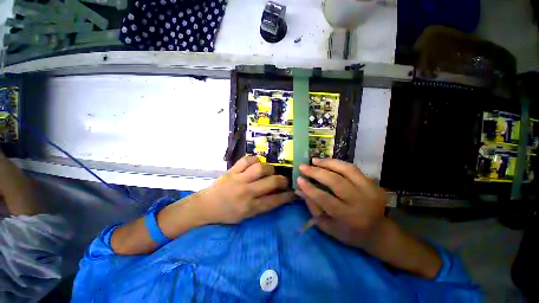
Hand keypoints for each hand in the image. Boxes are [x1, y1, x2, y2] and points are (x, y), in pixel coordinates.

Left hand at [196, 156, 293, 223]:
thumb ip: (263, 205)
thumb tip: (279, 196)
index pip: (274, 201)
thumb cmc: (227, 213)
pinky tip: (257, 163)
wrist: (205, 206)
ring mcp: (238, 179)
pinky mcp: (232, 170)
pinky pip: (247, 159)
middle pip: (271, 182)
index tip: (293, 192)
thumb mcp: (246, 216)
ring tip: (269, 171)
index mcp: (250, 207)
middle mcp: (246, 192)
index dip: (286, 196)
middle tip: (284, 180)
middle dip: (283, 180)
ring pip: (260, 168)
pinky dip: (255, 160)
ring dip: (269, 168)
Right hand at [296, 158, 386, 249]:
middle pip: (335, 181)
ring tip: (314, 160)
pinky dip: (337, 163)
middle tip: (303, 166)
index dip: (309, 188)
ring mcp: (370, 190)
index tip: (298, 179)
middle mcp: (360, 202)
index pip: (325, 199)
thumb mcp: (327, 225)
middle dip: (316, 172)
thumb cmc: (348, 232)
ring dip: (327, 163)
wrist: (378, 232)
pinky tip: (327, 162)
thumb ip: (313, 206)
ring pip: (346, 169)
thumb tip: (299, 189)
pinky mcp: (373, 183)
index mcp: (348, 217)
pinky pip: (352, 168)